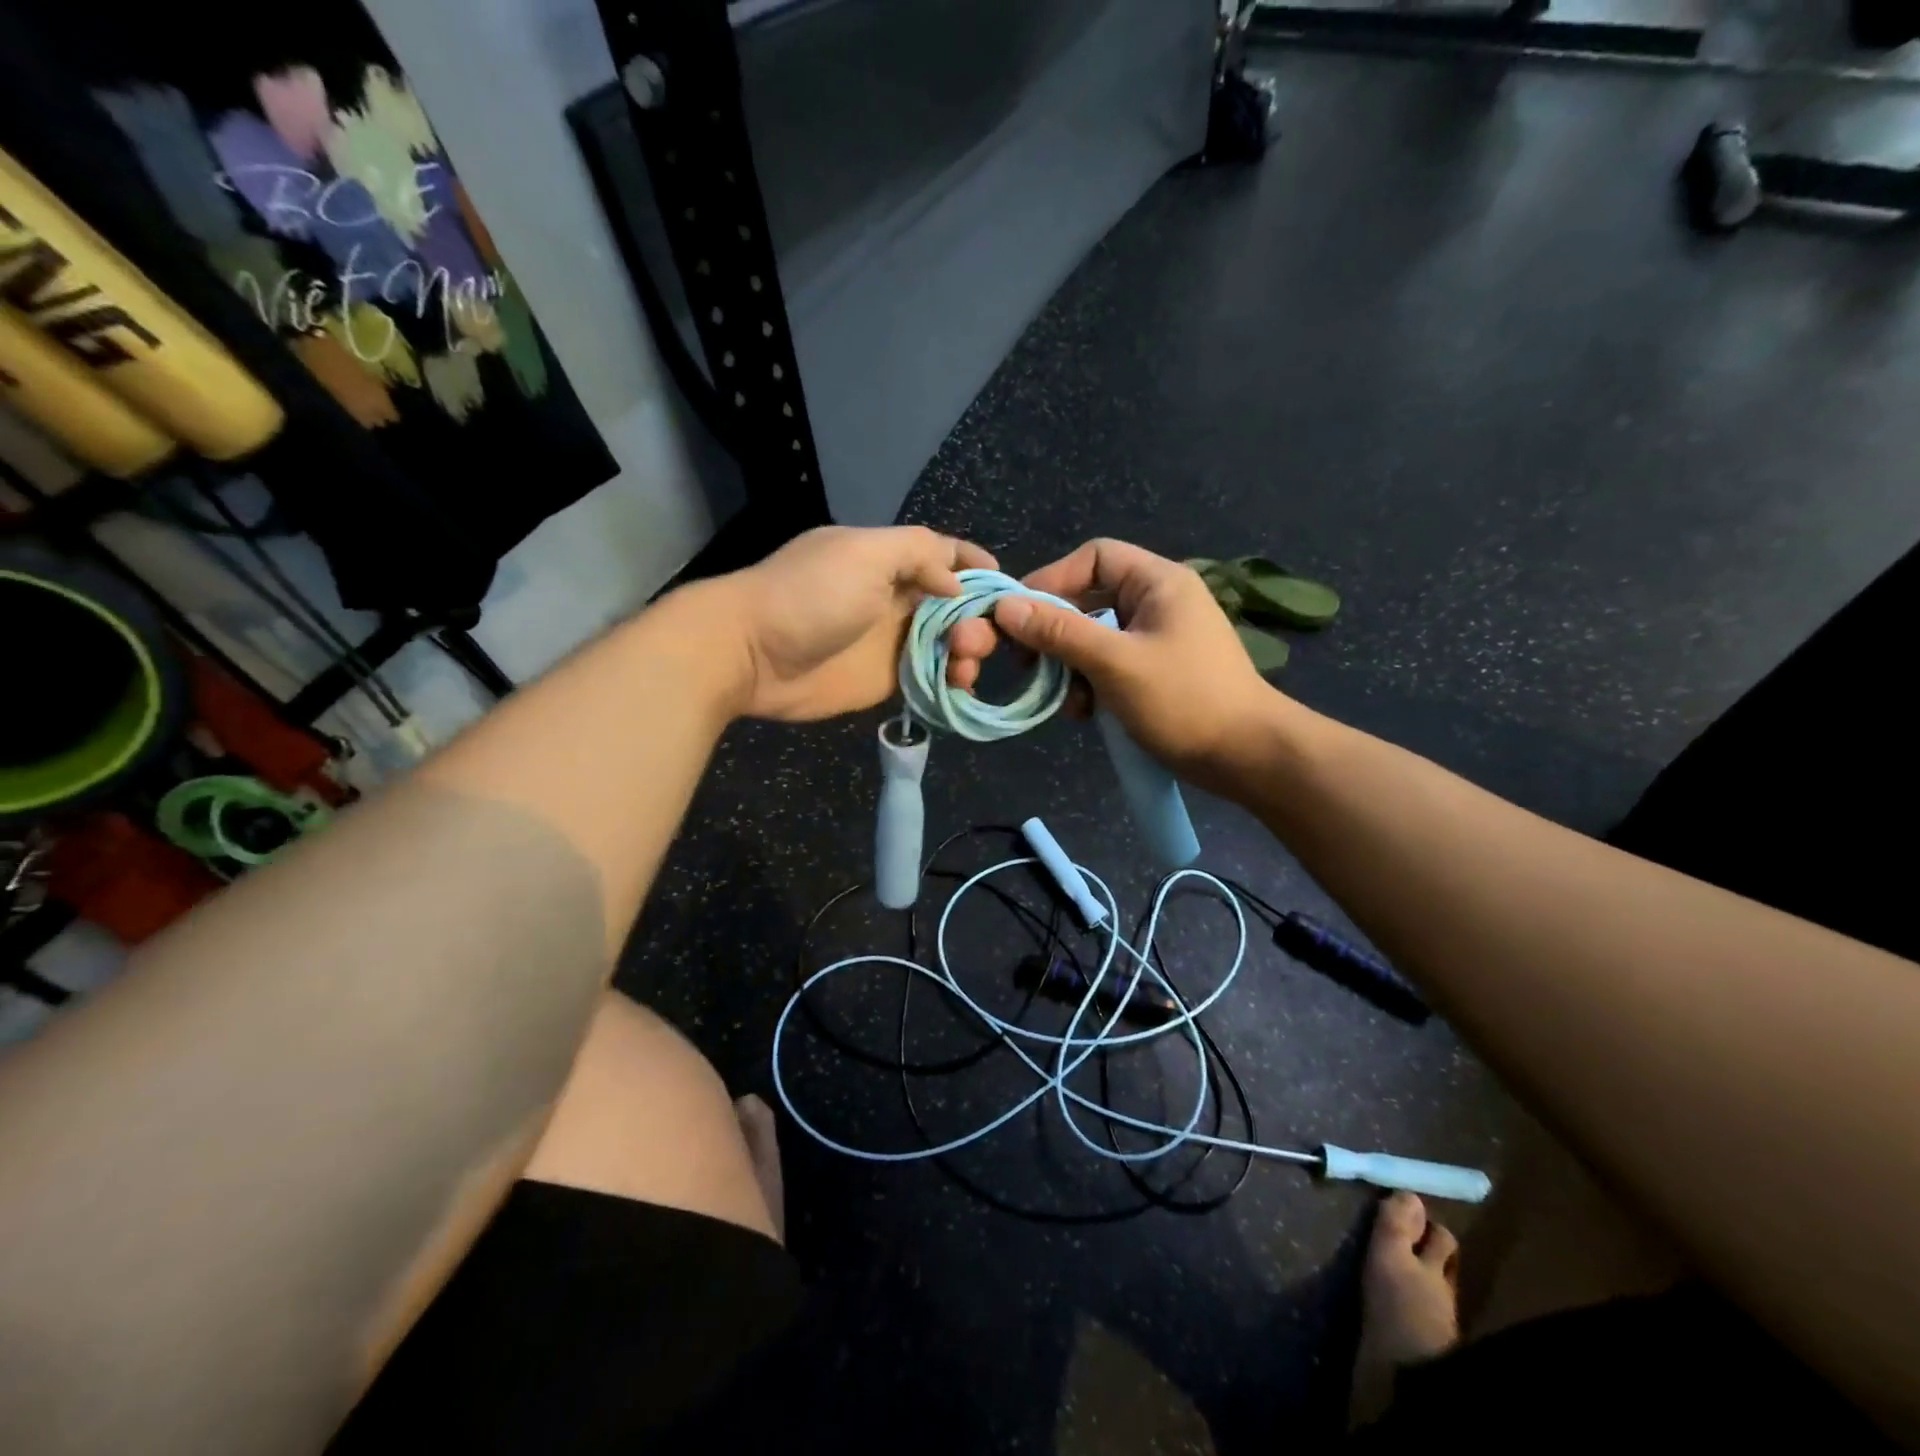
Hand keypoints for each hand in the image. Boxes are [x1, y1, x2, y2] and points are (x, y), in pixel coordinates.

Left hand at [717, 525, 996, 720]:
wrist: (751, 654)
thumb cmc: (810, 595)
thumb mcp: (866, 553)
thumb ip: (918, 553)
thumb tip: (955, 582)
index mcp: (890, 559)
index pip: (944, 555)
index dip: (976, 567)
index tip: (1007, 588)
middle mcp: (896, 597)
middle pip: (955, 604)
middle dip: (977, 619)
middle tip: (969, 641)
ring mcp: (891, 641)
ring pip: (948, 644)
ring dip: (967, 653)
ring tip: (963, 668)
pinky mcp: (885, 680)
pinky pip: (930, 678)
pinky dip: (950, 682)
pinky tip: (960, 688)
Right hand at [945, 538, 1277, 784]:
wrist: (1247, 757)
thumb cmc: (1184, 700)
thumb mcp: (1115, 663)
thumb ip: (1059, 632)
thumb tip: (1004, 606)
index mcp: (1158, 582)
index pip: (1094, 557)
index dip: (1051, 580)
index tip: (1016, 614)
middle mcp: (1158, 601)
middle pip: (1089, 599)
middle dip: (1055, 632)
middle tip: (1024, 662)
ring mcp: (1158, 638)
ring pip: (1094, 637)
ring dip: (1069, 666)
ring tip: (1061, 699)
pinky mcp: (1155, 671)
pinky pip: (1109, 664)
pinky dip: (1089, 684)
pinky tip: (1083, 713)